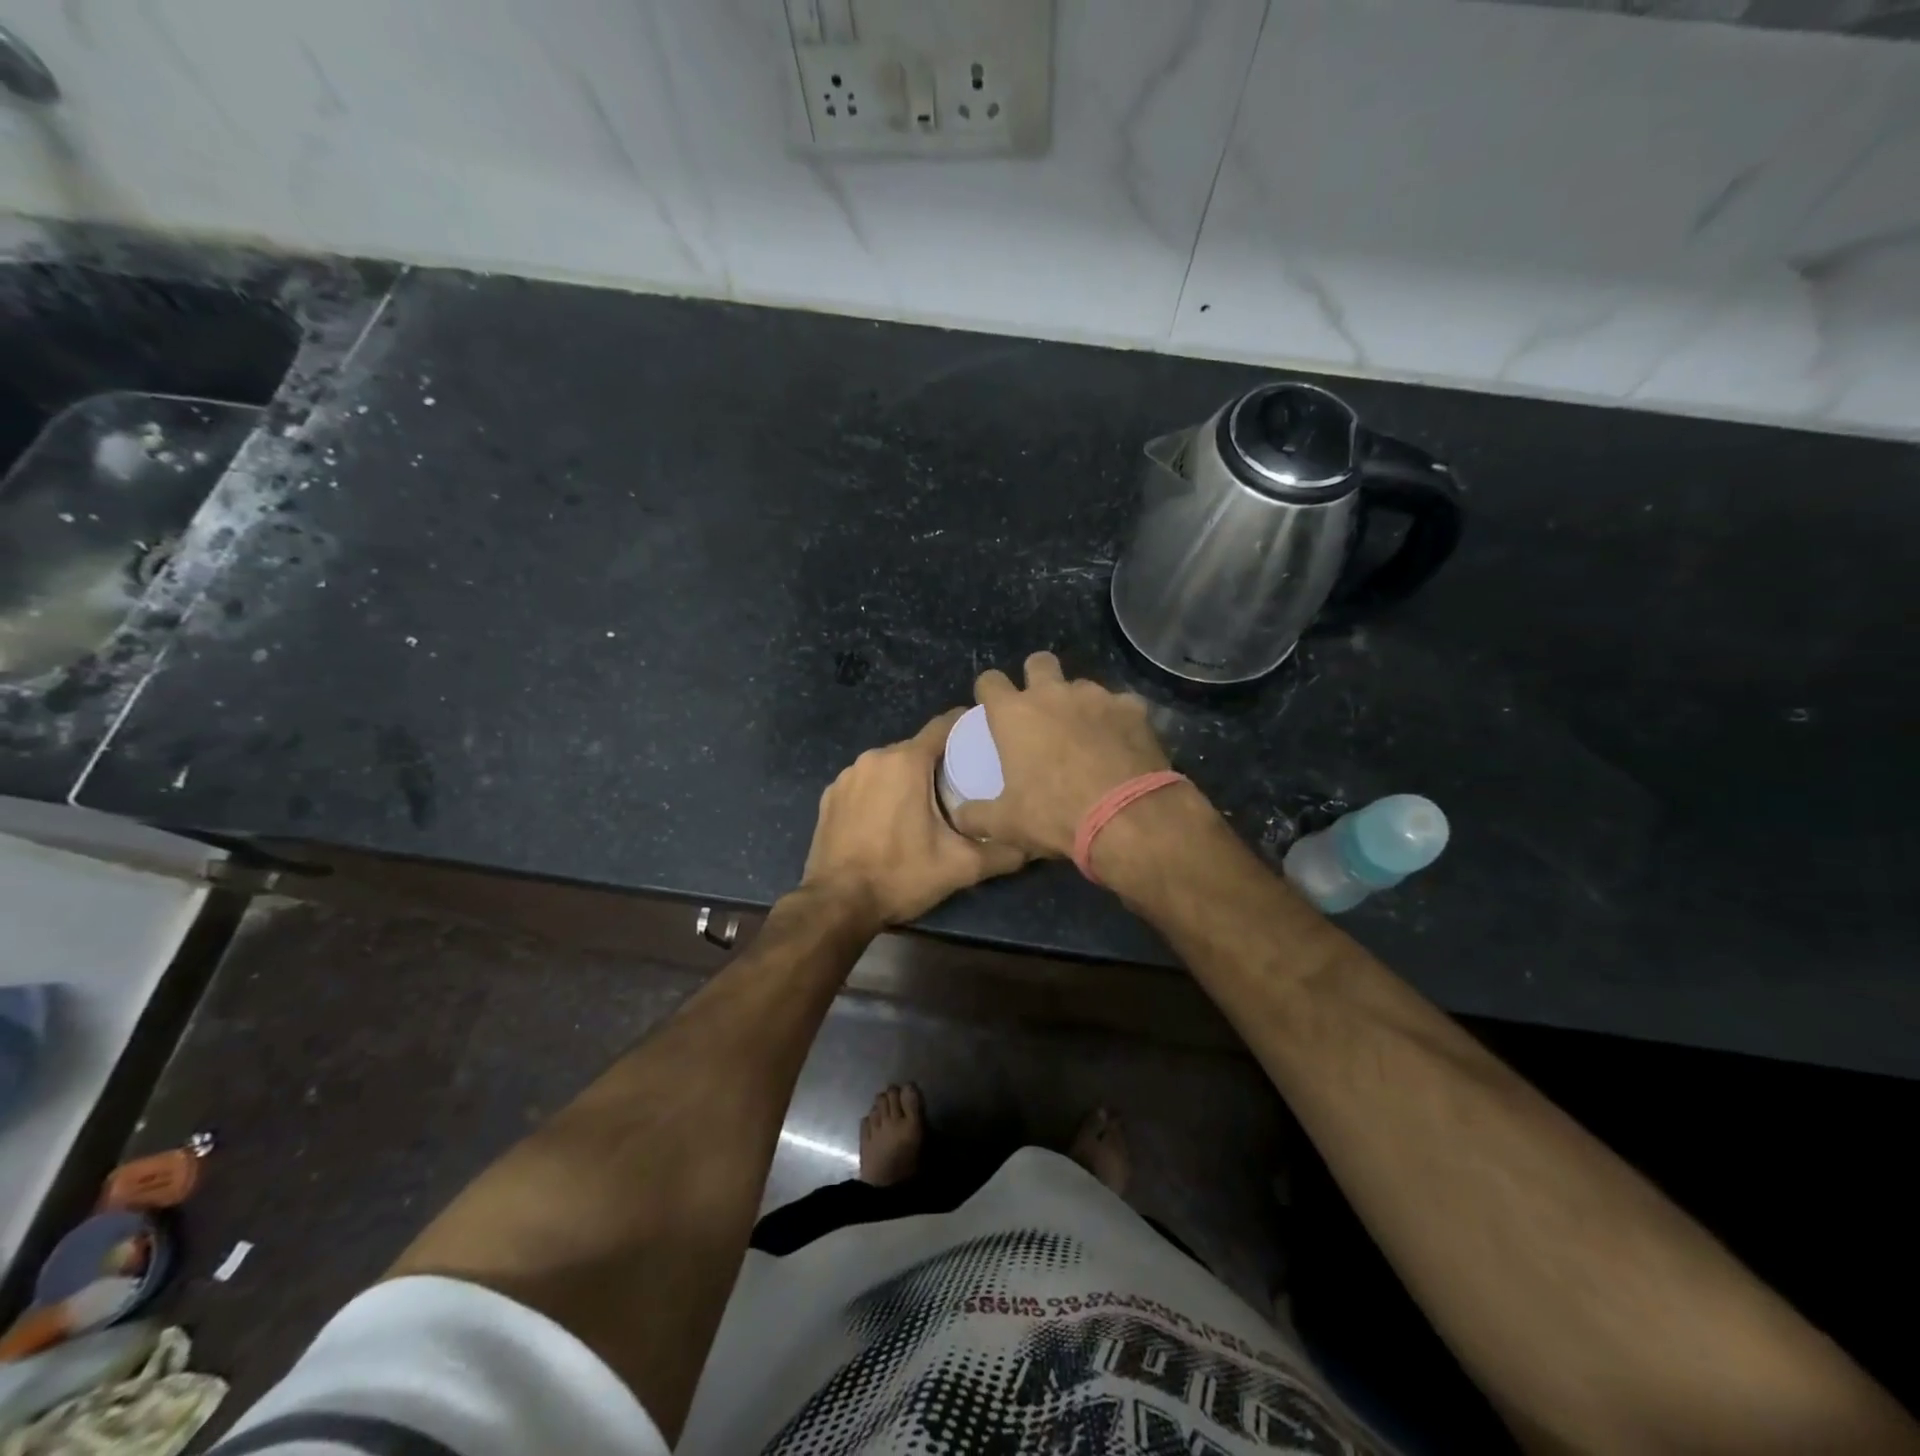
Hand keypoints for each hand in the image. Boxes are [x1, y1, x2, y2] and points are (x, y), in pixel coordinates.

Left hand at [801, 710, 1026, 925]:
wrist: (836, 905)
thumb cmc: (900, 876)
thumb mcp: (959, 867)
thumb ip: (1002, 852)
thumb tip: (1034, 845)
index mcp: (906, 762)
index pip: (944, 726)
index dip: (967, 729)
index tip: (986, 741)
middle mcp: (874, 758)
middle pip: (917, 749)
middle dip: (939, 762)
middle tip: (962, 786)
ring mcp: (846, 776)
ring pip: (889, 766)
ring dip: (907, 779)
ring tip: (927, 806)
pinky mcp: (829, 796)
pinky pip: (865, 783)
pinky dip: (879, 793)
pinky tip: (888, 820)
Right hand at [954, 652, 1171, 857]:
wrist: (1126, 817)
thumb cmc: (1055, 814)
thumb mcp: (1006, 824)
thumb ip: (977, 816)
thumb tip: (961, 816)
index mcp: (1014, 714)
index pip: (989, 681)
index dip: (989, 692)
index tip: (993, 708)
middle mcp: (1053, 694)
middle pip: (1039, 662)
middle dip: (1037, 677)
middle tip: (1041, 709)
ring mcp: (1097, 696)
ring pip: (1082, 685)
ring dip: (1079, 703)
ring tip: (1086, 736)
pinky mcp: (1134, 708)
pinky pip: (1121, 705)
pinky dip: (1117, 720)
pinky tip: (1121, 744)